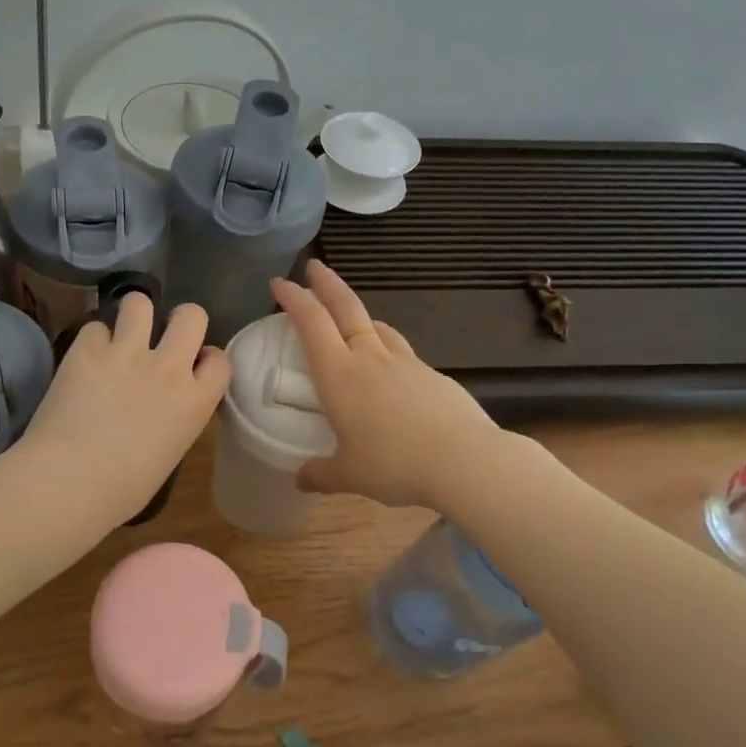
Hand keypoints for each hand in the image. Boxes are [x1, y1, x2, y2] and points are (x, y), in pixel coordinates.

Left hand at [21, 292, 230, 523]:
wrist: (69, 482)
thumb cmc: (121, 490)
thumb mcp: (169, 454)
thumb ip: (174, 419)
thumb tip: (160, 408)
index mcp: (195, 402)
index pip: (220, 360)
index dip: (207, 359)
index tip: (193, 366)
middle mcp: (167, 368)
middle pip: (191, 315)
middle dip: (180, 320)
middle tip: (161, 337)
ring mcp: (126, 353)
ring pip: (140, 302)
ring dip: (134, 315)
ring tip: (122, 333)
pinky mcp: (87, 349)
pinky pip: (95, 327)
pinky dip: (92, 341)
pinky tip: (84, 360)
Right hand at [271, 260, 501, 510]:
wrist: (466, 462)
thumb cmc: (395, 464)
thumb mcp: (349, 475)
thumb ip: (321, 474)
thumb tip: (301, 479)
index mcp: (340, 376)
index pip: (311, 323)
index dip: (293, 298)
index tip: (279, 283)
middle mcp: (371, 359)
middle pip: (346, 307)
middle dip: (326, 283)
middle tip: (314, 266)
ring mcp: (407, 364)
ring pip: (378, 328)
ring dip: (360, 317)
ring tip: (352, 322)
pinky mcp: (434, 376)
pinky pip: (402, 354)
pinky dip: (388, 351)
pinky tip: (392, 374)